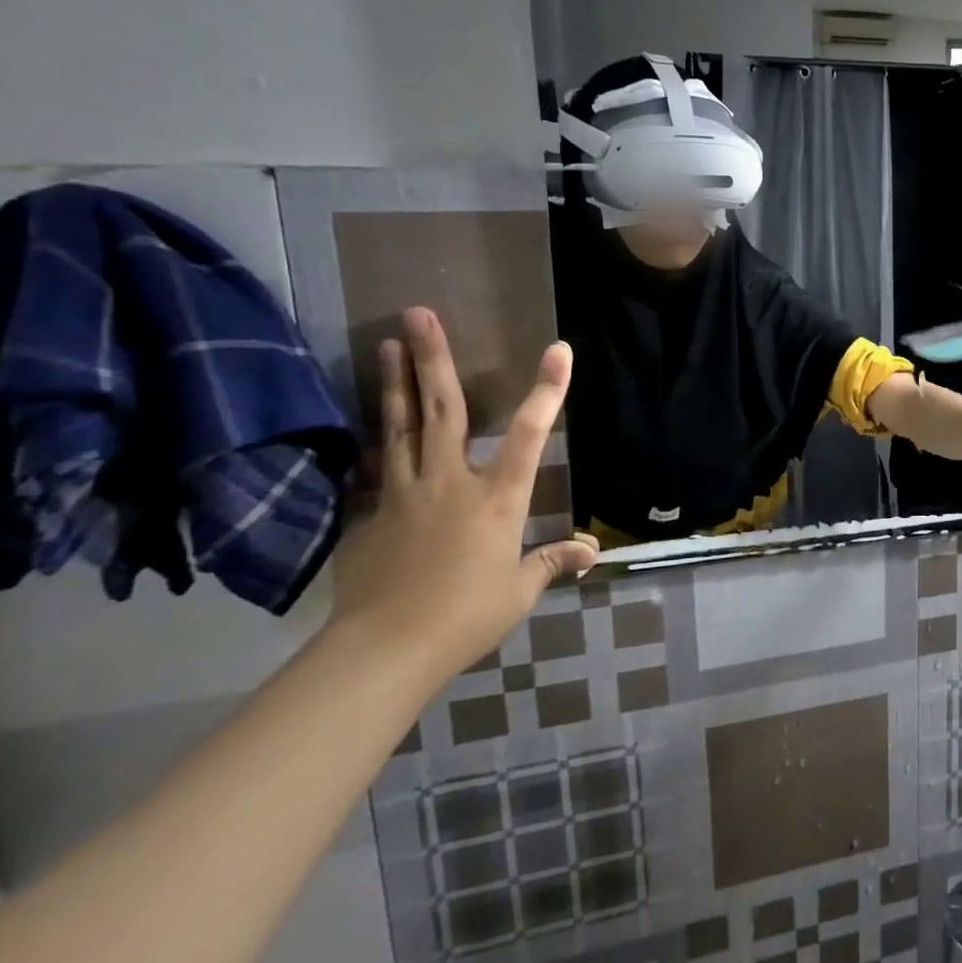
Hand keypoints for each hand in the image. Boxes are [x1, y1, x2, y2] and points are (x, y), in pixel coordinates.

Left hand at [328, 307, 598, 680]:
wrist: (383, 649)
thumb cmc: (465, 616)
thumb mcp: (519, 590)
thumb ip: (551, 561)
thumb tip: (591, 551)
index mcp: (497, 498)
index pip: (531, 434)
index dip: (548, 390)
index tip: (558, 349)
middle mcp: (450, 481)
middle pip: (443, 410)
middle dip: (433, 358)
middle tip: (419, 313)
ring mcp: (403, 493)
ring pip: (400, 426)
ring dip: (395, 382)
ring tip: (388, 343)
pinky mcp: (370, 514)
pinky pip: (377, 467)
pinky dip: (378, 440)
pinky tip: (373, 424)